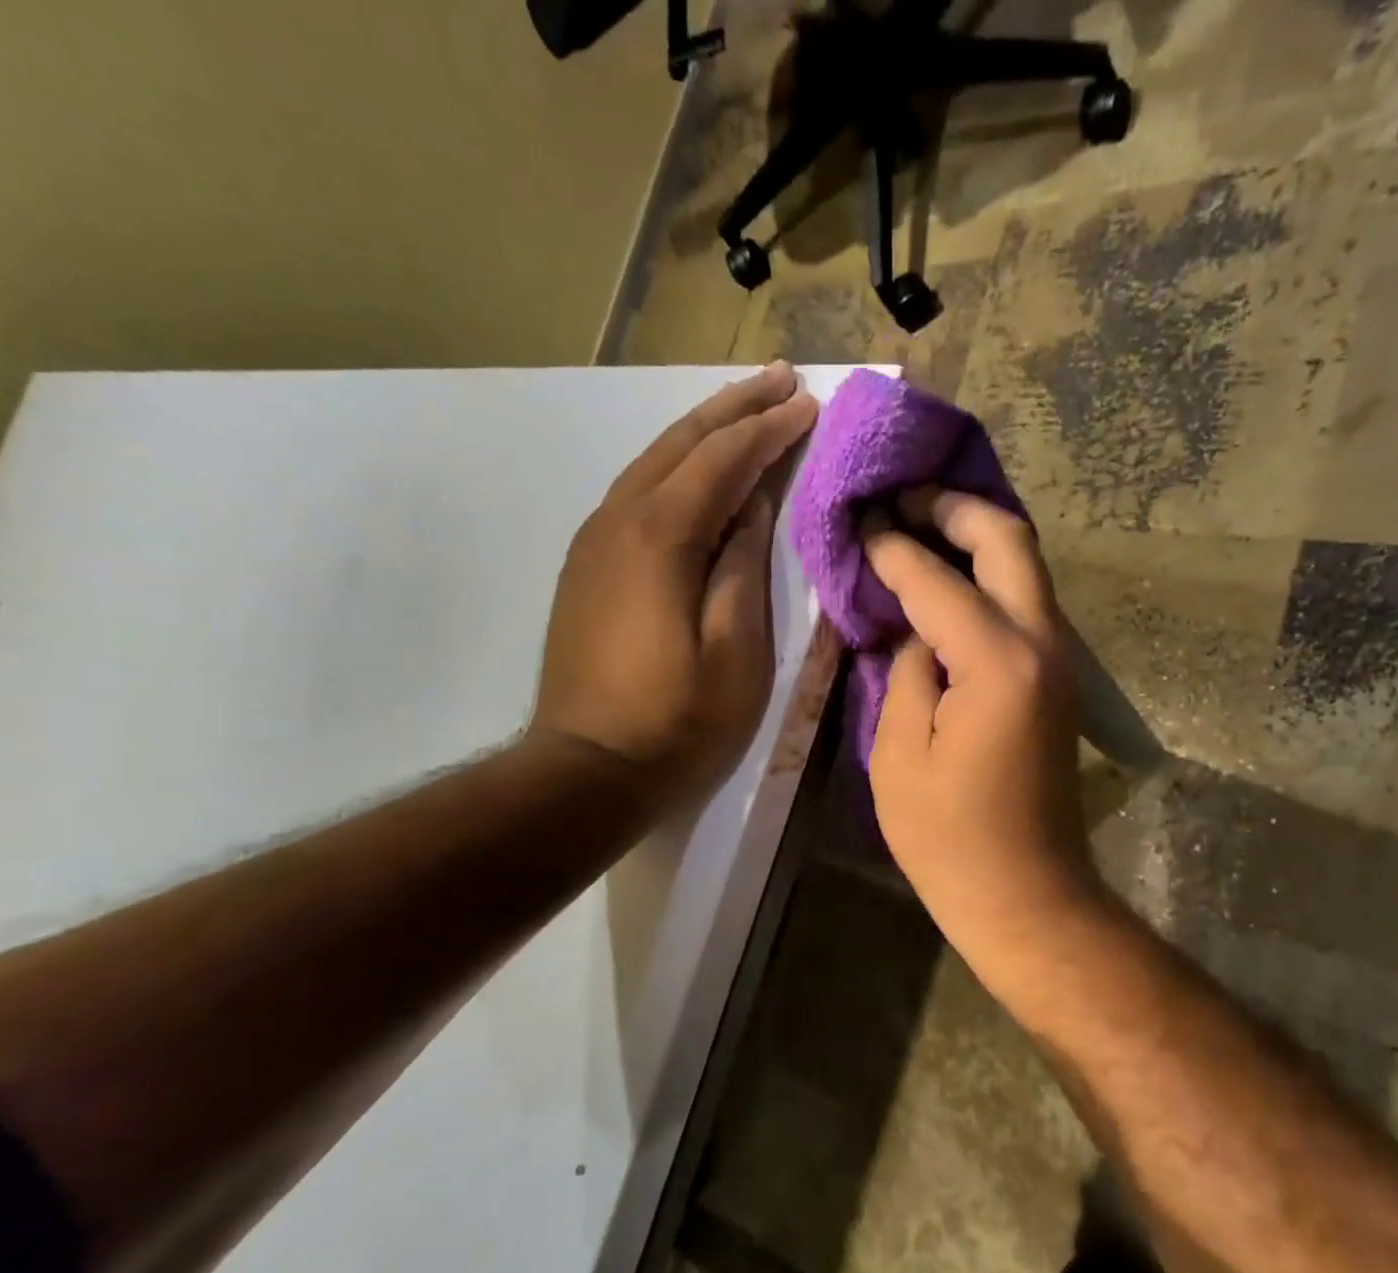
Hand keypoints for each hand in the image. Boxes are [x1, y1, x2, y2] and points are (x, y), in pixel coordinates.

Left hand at [532, 361, 817, 805]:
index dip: (769, 430)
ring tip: (745, 409)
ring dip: (702, 432)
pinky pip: (637, 493)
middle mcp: (618, 520)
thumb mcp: (735, 652)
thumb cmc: (676, 720)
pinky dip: (675, 469)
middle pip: (681, 445)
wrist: (587, 768)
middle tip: (780, 379)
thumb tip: (752, 508)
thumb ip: (744, 569)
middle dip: (734, 408)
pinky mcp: (587, 566)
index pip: (723, 462)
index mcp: (660, 537)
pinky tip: (696, 471)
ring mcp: (594, 541)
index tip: (809, 403)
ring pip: (653, 463)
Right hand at [863, 489, 1099, 977]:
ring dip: (977, 536)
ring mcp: (1060, 659)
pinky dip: (989, 576)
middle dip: (953, 508)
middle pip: (1009, 540)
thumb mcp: (899, 754)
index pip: (935, 577)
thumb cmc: (949, 838)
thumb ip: (906, 671)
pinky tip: (949, 580)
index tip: (858, 522)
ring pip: (1026, 566)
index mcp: (996, 661)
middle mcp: (1042, 643)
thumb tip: (914, 629)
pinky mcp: (1057, 679)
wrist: (1027, 894)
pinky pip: (1025, 602)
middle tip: (902, 499)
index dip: (891, 546)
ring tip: (920, 526)